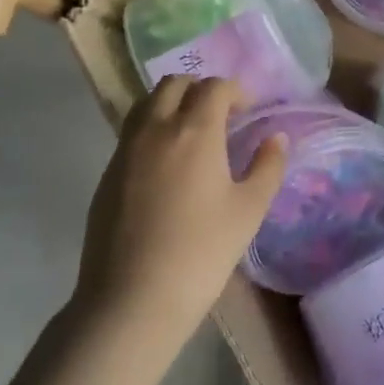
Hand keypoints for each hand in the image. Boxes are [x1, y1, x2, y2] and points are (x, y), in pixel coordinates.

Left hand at [74, 76, 287, 350]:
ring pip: (147, 103)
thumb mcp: (248, 211)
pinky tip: (167, 165)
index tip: (248, 111)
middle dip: (200, 90)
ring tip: (192, 134)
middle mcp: (155, 128)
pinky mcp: (107, 173)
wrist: (131, 300)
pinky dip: (152, 129)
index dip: (235, 91)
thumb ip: (268, 167)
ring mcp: (125, 149)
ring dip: (172, 104)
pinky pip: (132, 132)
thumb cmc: (201, 253)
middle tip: (220, 116)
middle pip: (174, 84)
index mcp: (194, 131)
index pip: (214, 87)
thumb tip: (276, 138)